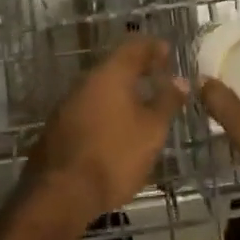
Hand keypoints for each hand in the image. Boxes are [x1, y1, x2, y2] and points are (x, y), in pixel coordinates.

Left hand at [26, 35, 187, 223]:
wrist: (60, 193)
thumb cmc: (114, 155)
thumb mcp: (151, 130)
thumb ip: (167, 101)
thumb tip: (180, 80)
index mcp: (110, 74)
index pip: (134, 46)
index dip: (153, 47)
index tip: (168, 52)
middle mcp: (86, 80)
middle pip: (115, 65)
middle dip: (137, 69)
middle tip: (158, 77)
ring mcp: (68, 103)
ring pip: (100, 87)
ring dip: (121, 90)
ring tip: (141, 103)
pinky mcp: (58, 126)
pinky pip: (89, 106)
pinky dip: (107, 109)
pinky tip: (116, 126)